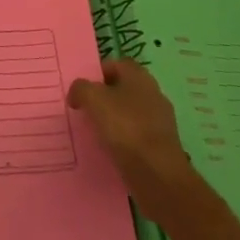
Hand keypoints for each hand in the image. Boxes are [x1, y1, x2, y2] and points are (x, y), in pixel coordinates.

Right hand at [68, 58, 202, 222]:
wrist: (158, 175)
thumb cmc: (126, 128)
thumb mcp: (94, 100)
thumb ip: (81, 89)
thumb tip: (76, 93)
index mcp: (140, 77)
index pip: (117, 64)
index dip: (98, 73)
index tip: (83, 89)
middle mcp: (153, 94)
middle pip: (124, 89)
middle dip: (105, 98)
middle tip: (86, 110)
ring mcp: (160, 121)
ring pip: (131, 114)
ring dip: (115, 121)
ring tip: (96, 134)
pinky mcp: (162, 146)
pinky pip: (138, 137)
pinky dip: (125, 141)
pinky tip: (112, 152)